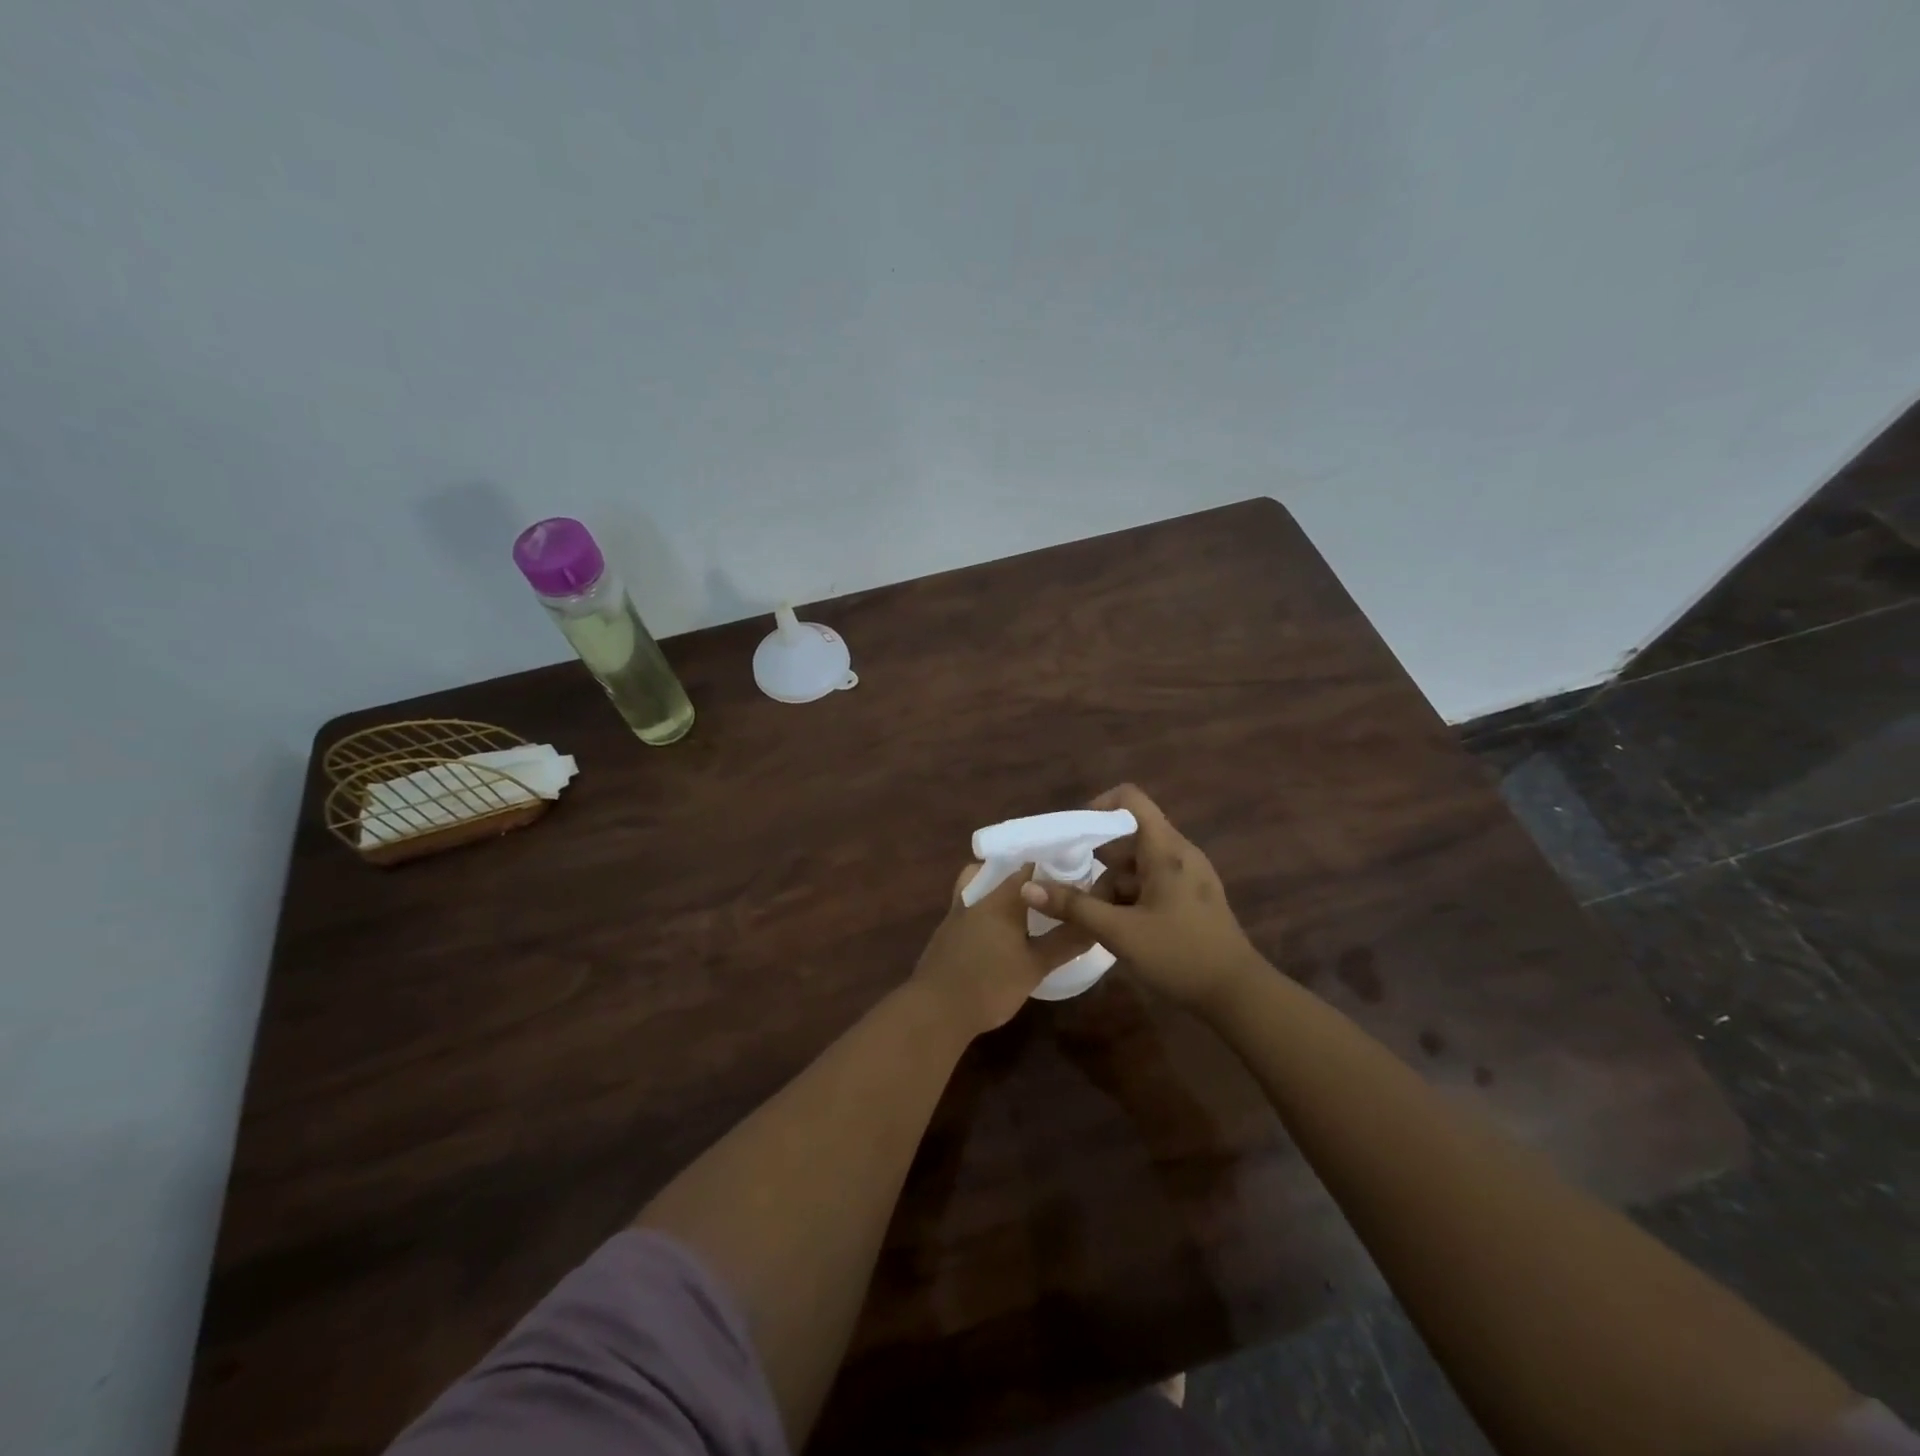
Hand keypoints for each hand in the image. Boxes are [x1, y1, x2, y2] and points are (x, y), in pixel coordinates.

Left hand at [911, 864, 1095, 1037]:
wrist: (935, 1011)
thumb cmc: (990, 985)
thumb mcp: (1035, 966)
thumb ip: (1065, 942)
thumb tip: (1094, 923)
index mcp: (1001, 898)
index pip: (1028, 867)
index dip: (1050, 866)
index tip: (1072, 873)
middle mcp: (976, 897)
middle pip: (1001, 873)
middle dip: (1026, 878)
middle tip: (1051, 890)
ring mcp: (956, 913)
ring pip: (980, 887)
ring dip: (1000, 891)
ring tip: (1025, 908)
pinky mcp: (946, 933)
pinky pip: (970, 908)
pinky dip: (986, 911)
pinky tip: (999, 932)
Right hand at [1018, 784, 1259, 1014]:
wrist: (1238, 994)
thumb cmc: (1180, 954)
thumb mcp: (1120, 932)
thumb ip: (1073, 907)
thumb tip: (1027, 887)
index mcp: (1166, 850)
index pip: (1130, 799)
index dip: (1098, 807)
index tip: (1073, 836)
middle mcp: (1179, 853)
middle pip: (1129, 836)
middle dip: (1098, 858)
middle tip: (1073, 887)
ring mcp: (1189, 876)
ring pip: (1139, 863)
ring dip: (1112, 882)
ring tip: (1094, 917)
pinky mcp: (1192, 897)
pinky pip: (1152, 881)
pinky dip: (1130, 895)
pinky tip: (1118, 927)